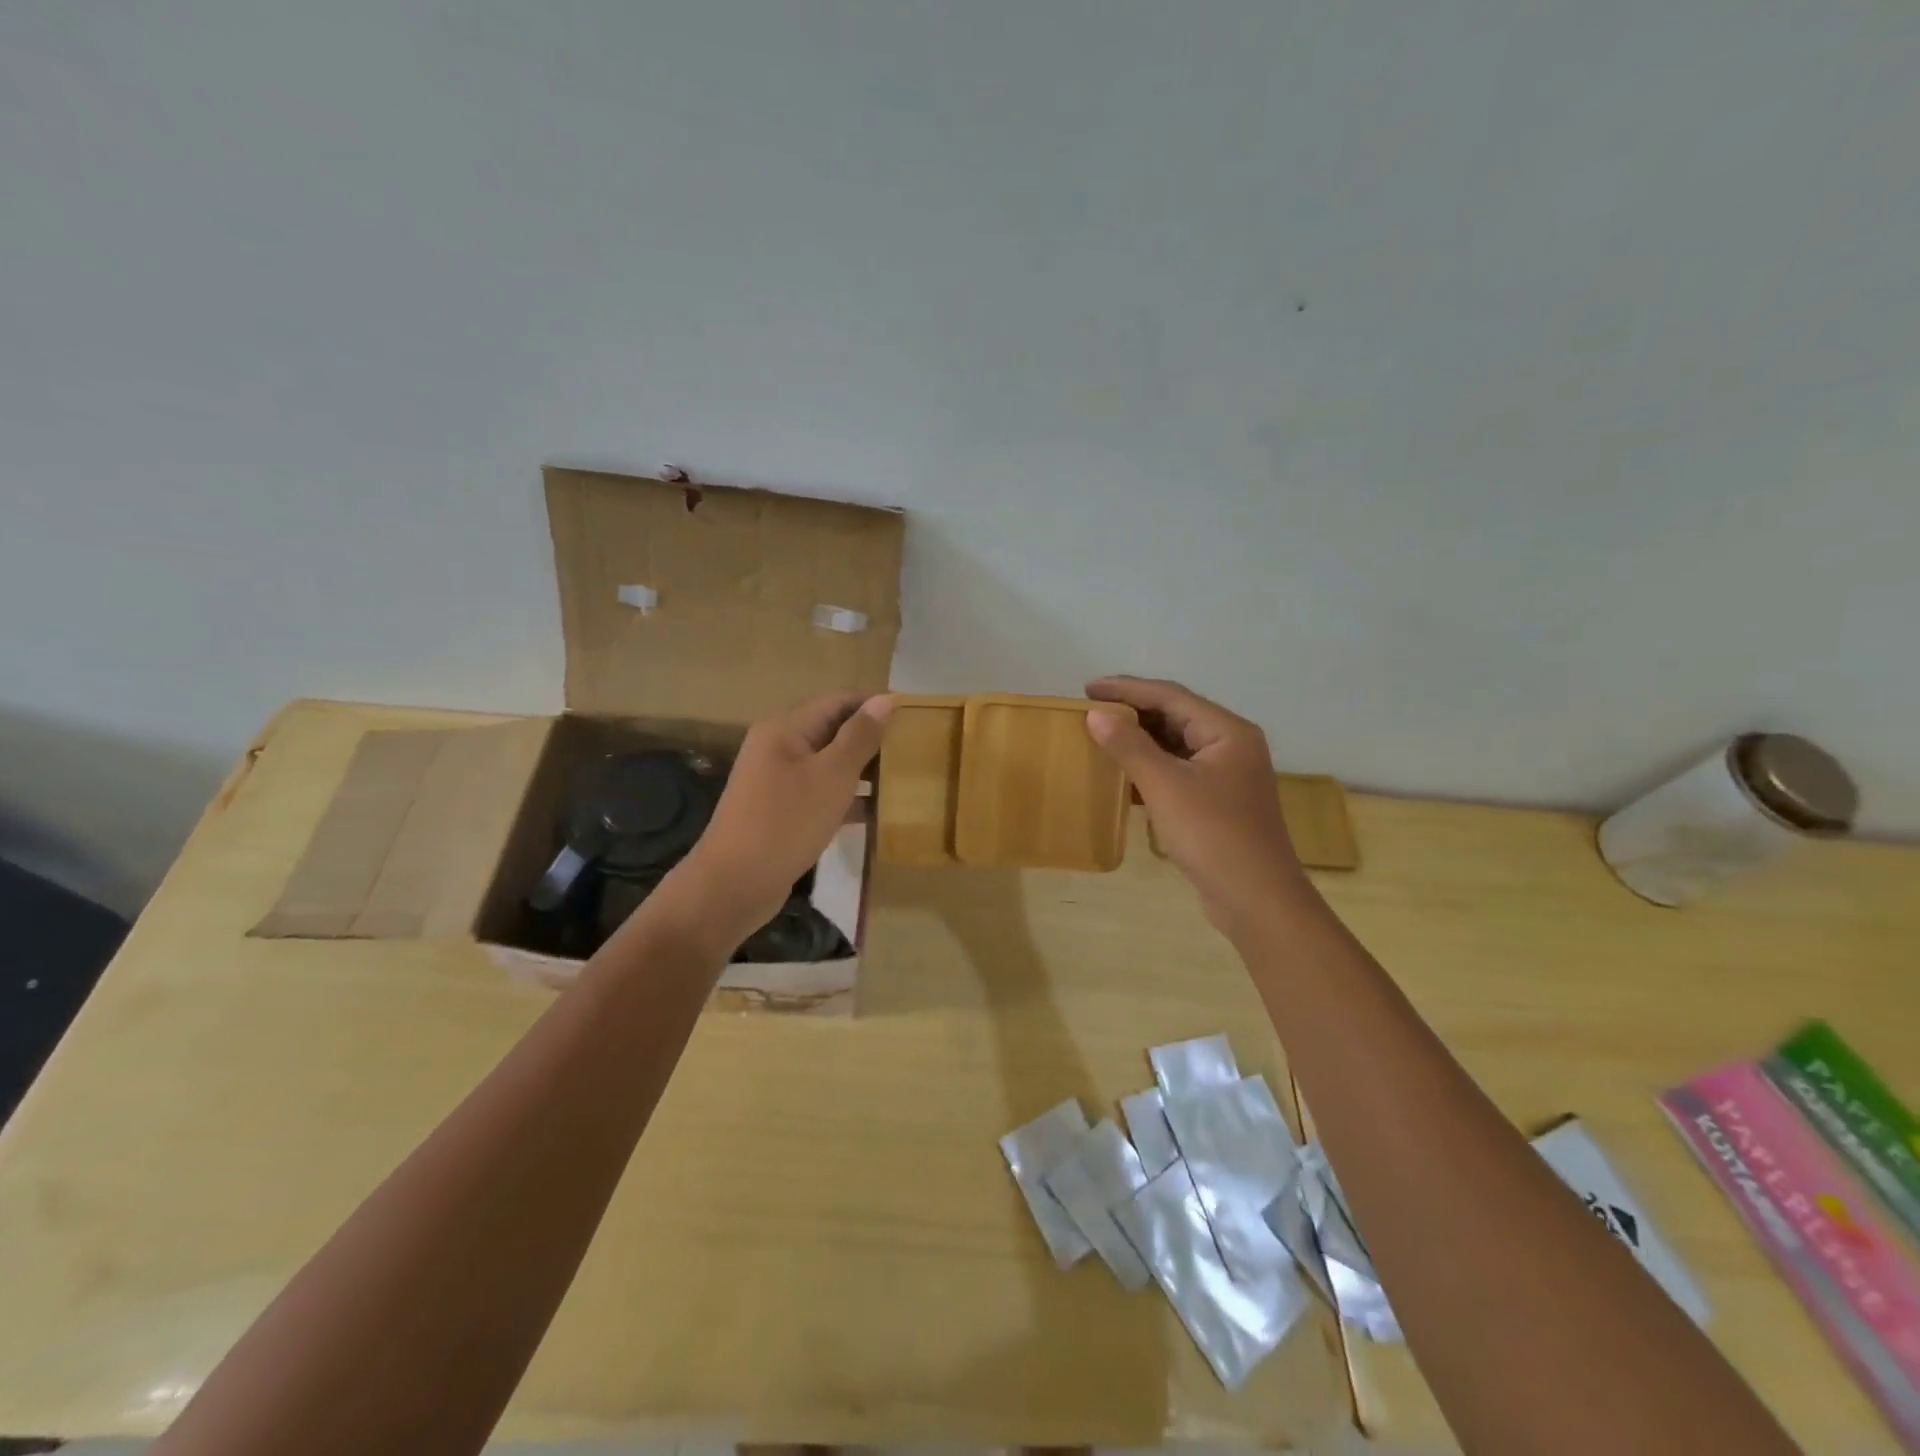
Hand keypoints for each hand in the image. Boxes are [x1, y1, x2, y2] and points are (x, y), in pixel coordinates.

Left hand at [648, 692, 893, 956]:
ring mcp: (777, 780)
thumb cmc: (786, 823)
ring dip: (863, 769)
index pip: (837, 701)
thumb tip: (884, 700)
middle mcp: (778, 747)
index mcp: (785, 729)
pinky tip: (877, 812)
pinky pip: (821, 792)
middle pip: (832, 730)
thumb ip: (860, 737)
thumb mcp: (831, 776)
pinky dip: (847, 798)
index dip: (874, 704)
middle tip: (913, 749)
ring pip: (828, 764)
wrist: (734, 885)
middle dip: (871, 737)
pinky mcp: (781, 810)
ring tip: (903, 778)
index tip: (914, 716)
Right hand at [1084, 676, 1310, 937]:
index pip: (1171, 696)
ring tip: (1100, 738)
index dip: (1127, 689)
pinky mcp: (1218, 802)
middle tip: (1091, 711)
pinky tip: (1122, 778)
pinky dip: (1150, 769)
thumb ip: (1129, 746)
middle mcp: (1231, 745)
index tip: (1087, 688)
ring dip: (1139, 741)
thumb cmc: (1212, 834)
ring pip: (1176, 745)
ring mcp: (1227, 775)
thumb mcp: (1165, 786)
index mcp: (1227, 731)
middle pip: (1175, 716)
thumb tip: (1096, 714)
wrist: (1256, 899)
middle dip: (1133, 712)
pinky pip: (1178, 772)